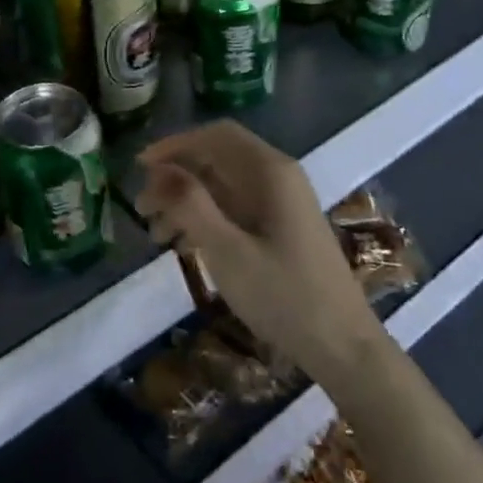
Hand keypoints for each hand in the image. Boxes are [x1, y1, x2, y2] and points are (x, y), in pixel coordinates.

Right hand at [135, 121, 384, 386]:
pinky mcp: (281, 227)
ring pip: (223, 186)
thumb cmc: (284, 297)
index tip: (139, 169)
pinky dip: (205, 219)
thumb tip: (159, 170)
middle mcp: (278, 177)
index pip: (216, 136)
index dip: (174, 145)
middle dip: (176, 177)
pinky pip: (235, 208)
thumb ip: (191, 205)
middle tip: (142, 208)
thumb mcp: (228, 252)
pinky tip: (182, 245)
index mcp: (271, 172)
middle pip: (217, 158)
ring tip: (154, 234)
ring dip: (186, 201)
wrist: (343, 346)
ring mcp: (282, 203)